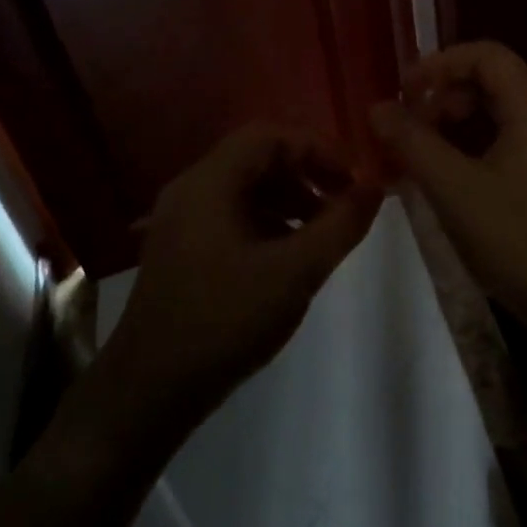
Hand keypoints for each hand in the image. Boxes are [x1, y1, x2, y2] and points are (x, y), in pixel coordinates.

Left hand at [93, 125, 382, 423]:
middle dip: (307, 175)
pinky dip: (268, 223)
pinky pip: (232, 216)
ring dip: (290, 200)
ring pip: (246, 188)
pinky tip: (289, 257)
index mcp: (210, 183)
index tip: (354, 181)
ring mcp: (182, 221)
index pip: (270, 135)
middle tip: (343, 206)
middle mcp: (191, 190)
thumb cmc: (225, 321)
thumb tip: (375, 187)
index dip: (318, 149)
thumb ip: (341, 224)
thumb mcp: (296, 272)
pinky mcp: (182, 250)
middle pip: (257, 158)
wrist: (151, 390)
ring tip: (323, 234)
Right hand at [369, 42, 526, 332]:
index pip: (486, 55)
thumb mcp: (453, 187)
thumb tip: (377, 107)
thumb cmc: (517, 239)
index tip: (403, 92)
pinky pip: (518, 143)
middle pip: (495, 82)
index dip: (438, 64)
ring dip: (460, 126)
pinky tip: (455, 181)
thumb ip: (411, 141)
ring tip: (425, 158)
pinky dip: (481, 149)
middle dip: (446, 99)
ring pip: (505, 116)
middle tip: (412, 132)